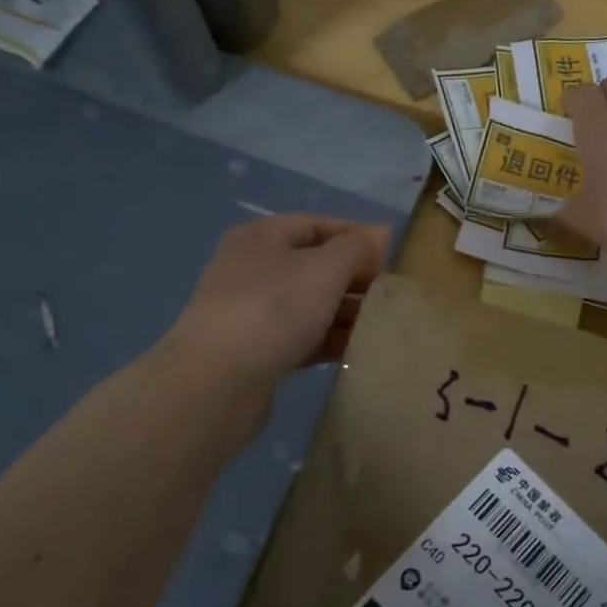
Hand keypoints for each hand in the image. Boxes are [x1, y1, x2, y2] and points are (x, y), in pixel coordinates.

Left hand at [161, 214, 390, 390]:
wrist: (216, 381)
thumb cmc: (274, 308)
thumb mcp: (324, 269)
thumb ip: (356, 248)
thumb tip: (380, 232)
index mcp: (261, 237)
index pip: (315, 225)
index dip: (354, 236)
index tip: (389, 256)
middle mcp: (251, 269)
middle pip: (312, 265)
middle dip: (352, 278)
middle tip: (389, 296)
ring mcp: (250, 312)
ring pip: (308, 305)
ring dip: (344, 313)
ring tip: (380, 326)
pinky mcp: (254, 352)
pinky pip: (300, 338)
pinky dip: (327, 341)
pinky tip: (355, 350)